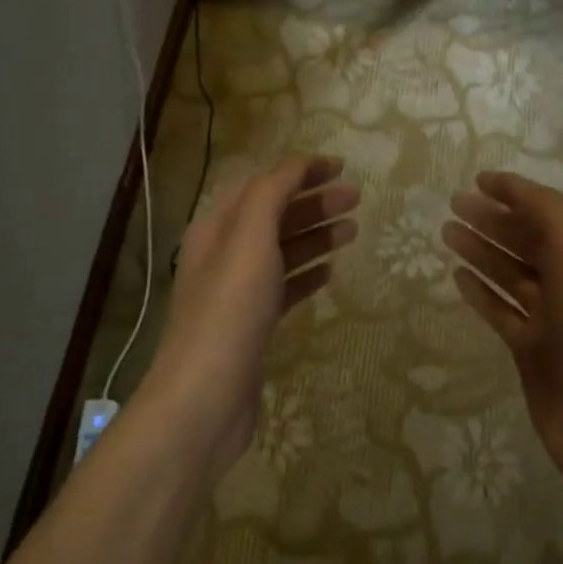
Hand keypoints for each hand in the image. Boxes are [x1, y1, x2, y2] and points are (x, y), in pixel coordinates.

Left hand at [145, 156, 359, 481]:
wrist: (206, 396)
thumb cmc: (229, 312)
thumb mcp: (249, 240)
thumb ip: (271, 196)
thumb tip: (296, 167)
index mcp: (217, 229)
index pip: (260, 185)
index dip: (298, 172)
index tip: (340, 167)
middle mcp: (224, 255)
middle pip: (273, 216)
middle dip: (313, 202)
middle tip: (356, 198)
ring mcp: (238, 293)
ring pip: (281, 252)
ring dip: (315, 236)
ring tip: (353, 229)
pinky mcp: (252, 326)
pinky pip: (284, 288)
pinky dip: (307, 274)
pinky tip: (330, 272)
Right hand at [443, 172, 562, 480]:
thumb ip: (547, 212)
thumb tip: (514, 189)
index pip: (553, 211)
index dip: (517, 193)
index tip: (478, 180)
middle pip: (529, 240)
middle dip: (493, 219)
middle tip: (453, 204)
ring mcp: (552, 316)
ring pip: (511, 273)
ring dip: (481, 250)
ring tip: (447, 232)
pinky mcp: (531, 346)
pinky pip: (501, 309)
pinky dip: (481, 291)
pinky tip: (457, 276)